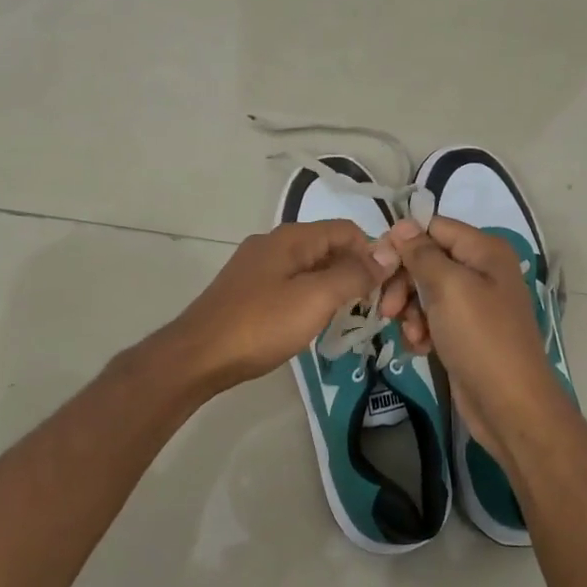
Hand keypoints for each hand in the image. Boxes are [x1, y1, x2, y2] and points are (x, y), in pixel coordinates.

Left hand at [164, 221, 406, 392]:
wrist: (198, 356)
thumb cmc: (260, 325)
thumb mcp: (315, 299)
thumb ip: (353, 274)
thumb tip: (388, 253)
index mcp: (291, 238)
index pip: (346, 230)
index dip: (372, 253)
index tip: (388, 288)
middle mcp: (274, 244)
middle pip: (329, 247)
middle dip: (355, 272)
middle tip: (373, 308)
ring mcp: (258, 267)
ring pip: (311, 268)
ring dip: (334, 287)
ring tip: (349, 318)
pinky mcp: (249, 291)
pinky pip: (292, 285)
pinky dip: (311, 298)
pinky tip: (314, 323)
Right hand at [385, 215, 566, 465]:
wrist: (509, 405)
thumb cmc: (481, 338)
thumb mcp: (449, 287)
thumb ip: (422, 253)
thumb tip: (403, 224)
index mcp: (484, 251)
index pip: (433, 227)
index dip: (404, 243)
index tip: (379, 266)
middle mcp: (481, 271)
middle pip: (426, 260)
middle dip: (403, 283)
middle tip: (389, 309)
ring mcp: (474, 303)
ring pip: (424, 292)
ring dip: (410, 312)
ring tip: (413, 335)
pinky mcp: (465, 332)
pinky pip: (432, 319)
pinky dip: (421, 330)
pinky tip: (421, 348)